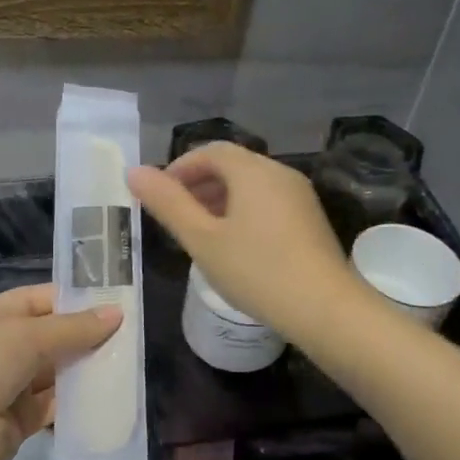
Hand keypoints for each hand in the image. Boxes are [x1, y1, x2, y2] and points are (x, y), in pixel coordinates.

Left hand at [0, 284, 122, 459]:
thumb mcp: (26, 336)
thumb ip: (72, 327)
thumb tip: (116, 313)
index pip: (37, 300)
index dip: (73, 299)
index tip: (113, 301)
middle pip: (50, 337)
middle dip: (85, 335)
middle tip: (130, 334)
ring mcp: (9, 387)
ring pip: (56, 372)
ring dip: (85, 368)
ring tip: (128, 361)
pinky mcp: (21, 421)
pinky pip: (56, 405)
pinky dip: (79, 401)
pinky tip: (109, 395)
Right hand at [127, 143, 364, 342]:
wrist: (325, 308)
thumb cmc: (256, 270)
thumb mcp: (202, 239)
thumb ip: (167, 203)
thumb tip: (134, 171)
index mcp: (252, 171)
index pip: (210, 151)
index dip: (180, 168)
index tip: (159, 196)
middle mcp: (280, 173)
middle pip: (232, 165)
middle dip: (199, 184)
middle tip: (175, 216)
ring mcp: (300, 196)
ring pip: (251, 185)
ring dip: (220, 199)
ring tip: (199, 232)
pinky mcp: (310, 219)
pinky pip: (268, 202)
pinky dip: (243, 211)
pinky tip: (234, 245)